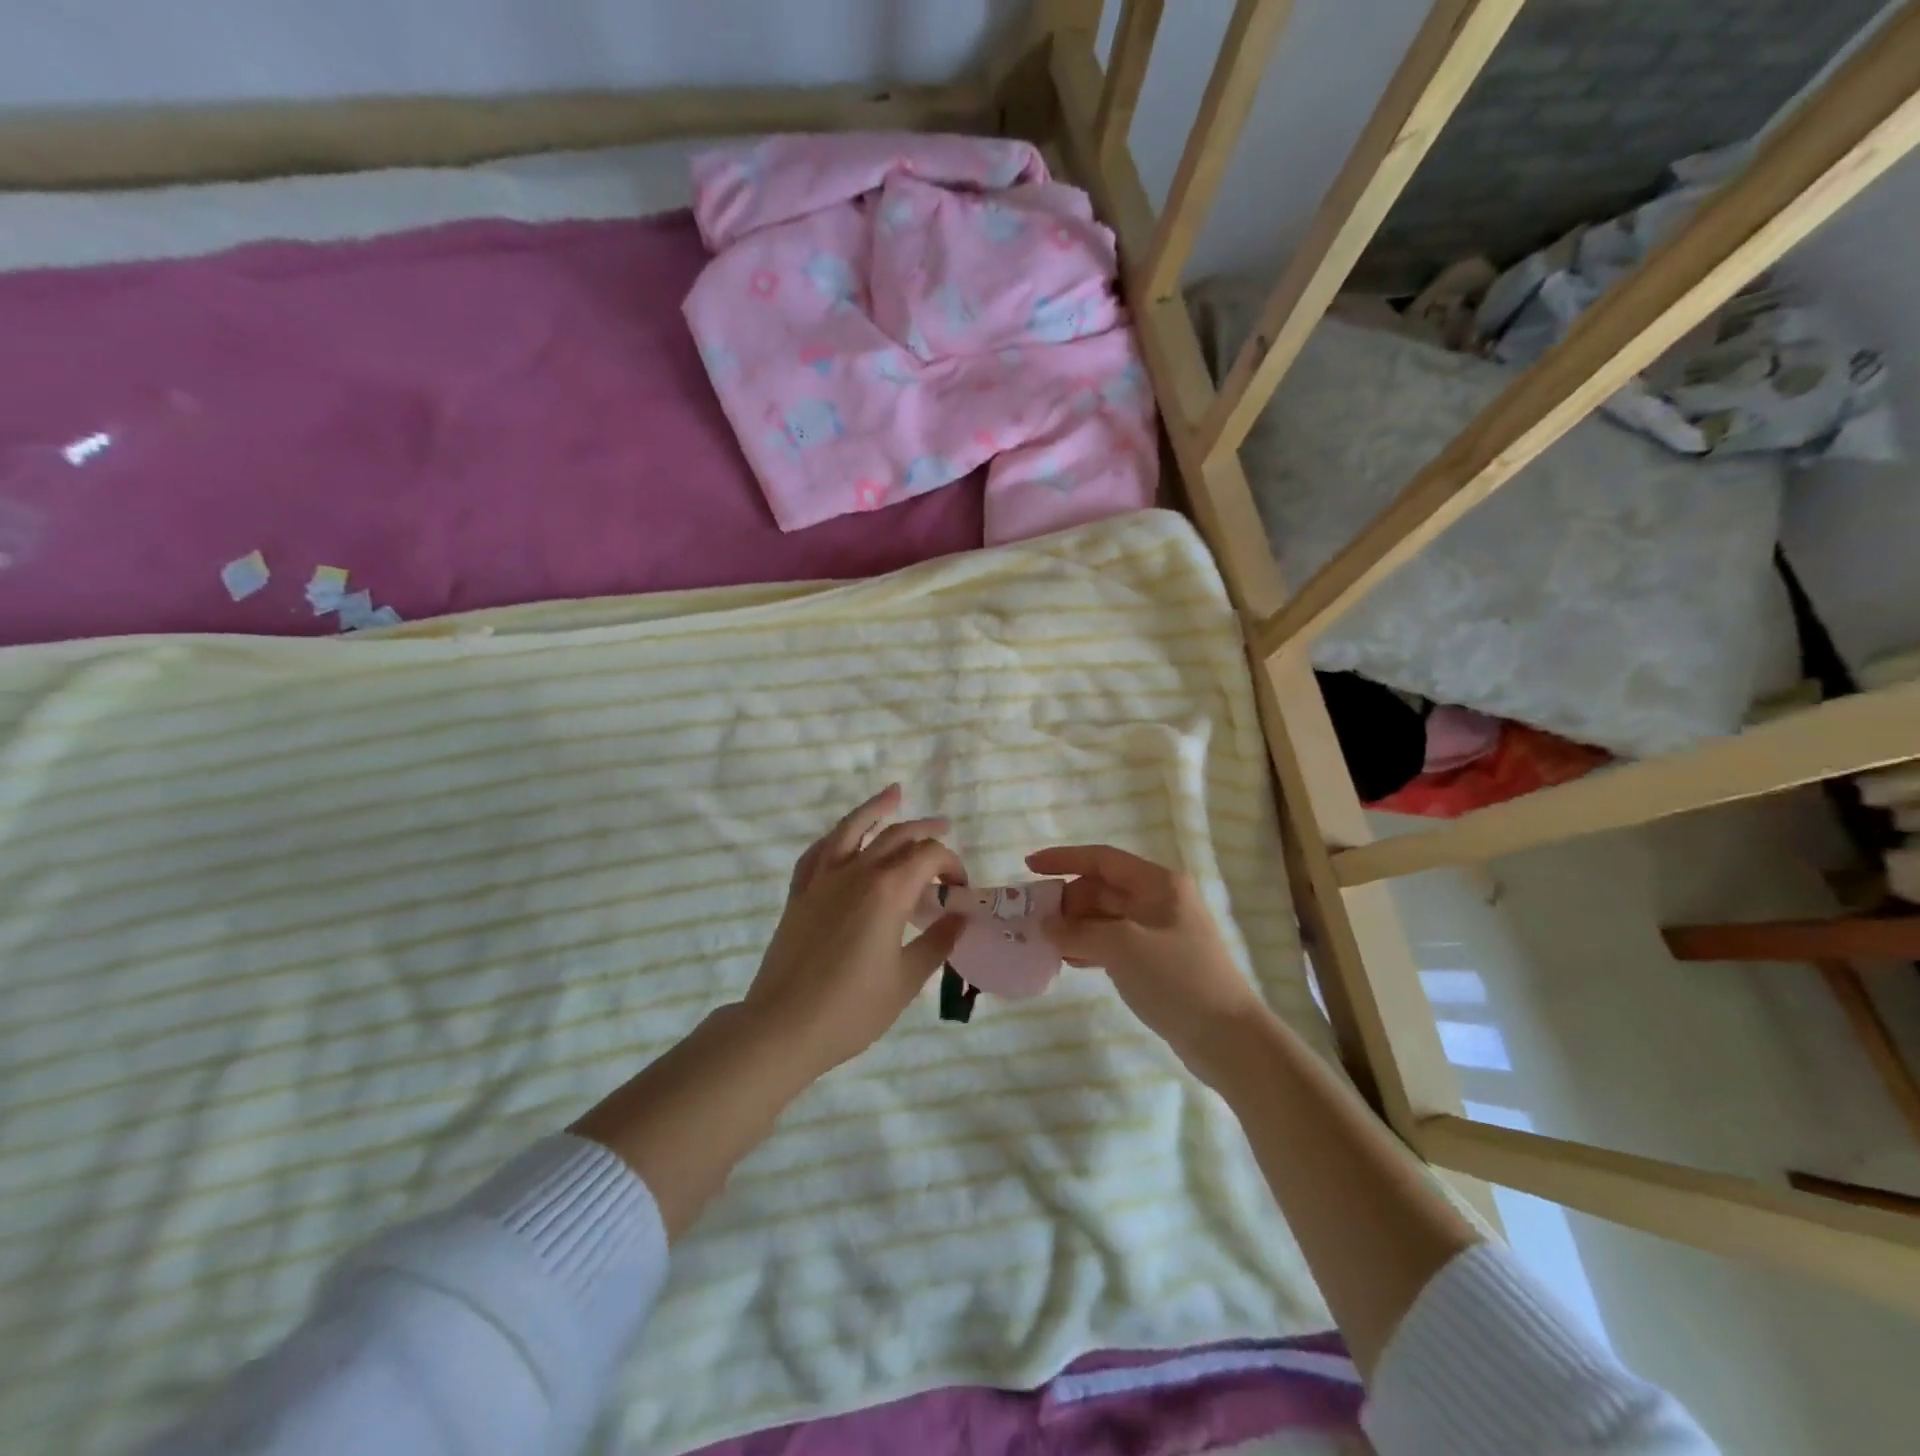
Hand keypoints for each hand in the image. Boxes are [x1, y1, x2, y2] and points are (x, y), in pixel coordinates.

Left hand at [746, 785, 965, 1076]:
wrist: (783, 1026)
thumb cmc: (852, 1009)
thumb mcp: (906, 980)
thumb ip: (937, 942)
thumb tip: (960, 918)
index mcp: (888, 890)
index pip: (928, 856)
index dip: (951, 864)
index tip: (960, 889)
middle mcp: (856, 872)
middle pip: (896, 836)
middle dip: (924, 830)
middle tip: (944, 827)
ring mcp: (823, 879)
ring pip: (852, 828)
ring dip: (876, 809)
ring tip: (894, 793)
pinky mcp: (800, 893)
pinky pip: (818, 851)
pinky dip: (836, 837)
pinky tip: (843, 835)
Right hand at [1025, 844, 1267, 1081]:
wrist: (1227, 1038)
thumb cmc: (1177, 978)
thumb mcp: (1122, 947)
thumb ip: (1078, 931)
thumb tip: (1046, 925)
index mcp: (1157, 883)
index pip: (1102, 859)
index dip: (1063, 859)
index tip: (1029, 866)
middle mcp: (1158, 899)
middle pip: (1101, 888)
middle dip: (1067, 901)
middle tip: (1036, 921)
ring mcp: (1158, 931)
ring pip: (1105, 917)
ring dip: (1075, 926)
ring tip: (1045, 943)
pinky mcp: (1156, 960)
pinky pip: (1113, 941)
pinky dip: (1089, 946)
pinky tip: (1069, 960)